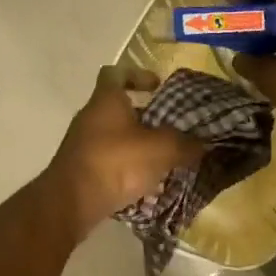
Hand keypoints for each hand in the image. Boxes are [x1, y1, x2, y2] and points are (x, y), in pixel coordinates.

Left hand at [45, 66, 203, 239]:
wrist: (71, 203)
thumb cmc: (116, 163)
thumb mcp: (161, 150)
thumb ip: (185, 144)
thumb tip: (203, 144)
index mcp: (107, 100)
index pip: (116, 73)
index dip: (137, 74)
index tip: (158, 87)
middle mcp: (90, 117)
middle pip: (118, 107)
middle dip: (145, 116)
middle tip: (170, 127)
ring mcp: (82, 144)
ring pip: (115, 135)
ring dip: (137, 143)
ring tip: (163, 158)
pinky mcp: (81, 169)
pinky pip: (109, 160)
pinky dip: (126, 166)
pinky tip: (145, 181)